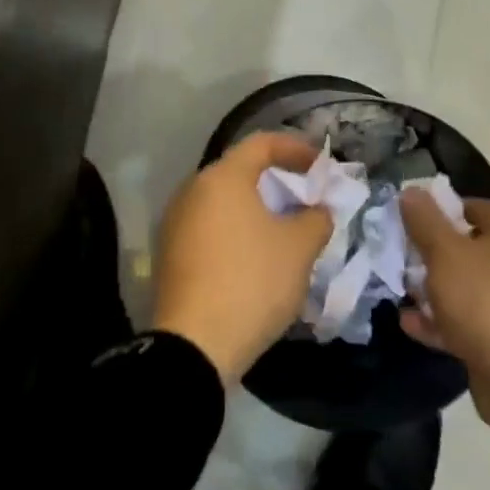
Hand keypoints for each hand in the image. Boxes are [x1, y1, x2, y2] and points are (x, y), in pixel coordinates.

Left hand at [151, 132, 331, 383]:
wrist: (194, 345)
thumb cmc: (252, 281)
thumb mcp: (299, 248)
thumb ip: (316, 219)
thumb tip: (317, 211)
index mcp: (222, 177)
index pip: (261, 143)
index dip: (296, 149)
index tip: (321, 167)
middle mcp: (192, 190)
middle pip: (239, 171)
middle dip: (275, 181)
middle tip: (304, 198)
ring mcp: (175, 222)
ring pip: (223, 202)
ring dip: (254, 208)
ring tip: (283, 230)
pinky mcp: (169, 254)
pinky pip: (209, 227)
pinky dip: (235, 231)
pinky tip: (254, 257)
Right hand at [399, 190, 489, 432]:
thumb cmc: (484, 300)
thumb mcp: (446, 253)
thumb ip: (425, 221)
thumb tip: (411, 191)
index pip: (478, 208)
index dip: (447, 206)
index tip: (416, 213)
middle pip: (467, 248)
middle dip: (432, 249)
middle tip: (401, 251)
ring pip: (462, 287)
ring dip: (431, 287)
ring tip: (399, 286)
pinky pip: (460, 322)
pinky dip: (435, 320)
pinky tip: (407, 322)